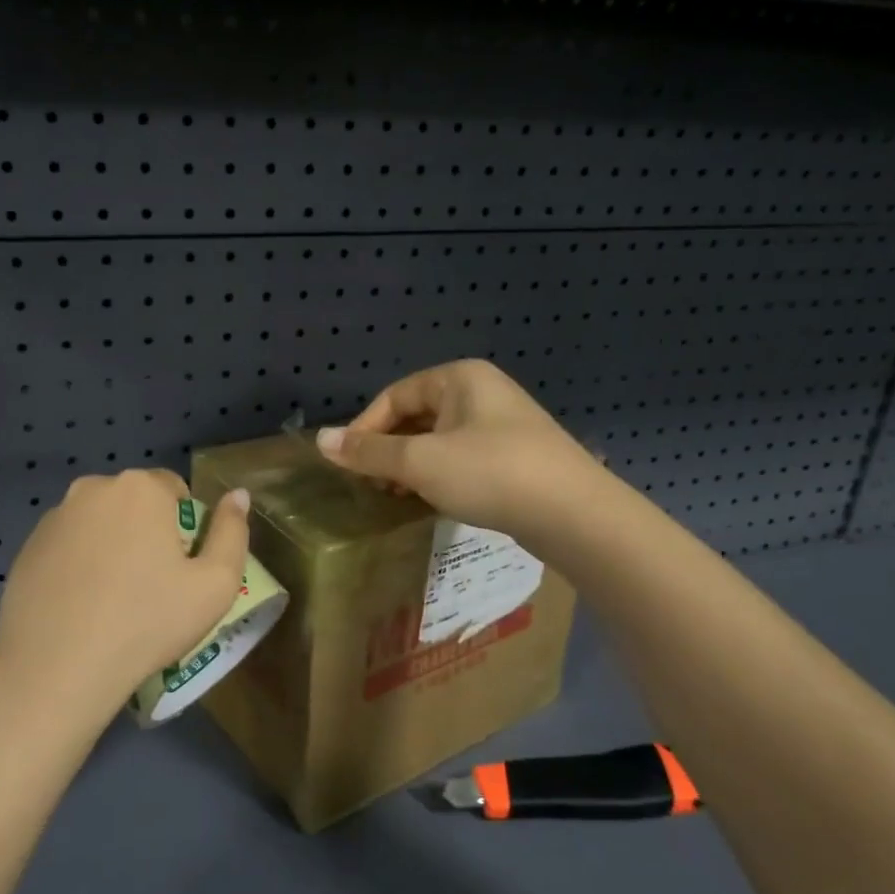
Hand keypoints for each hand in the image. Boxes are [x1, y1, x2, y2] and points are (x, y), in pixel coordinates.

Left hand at [0, 469, 250, 728]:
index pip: (175, 489)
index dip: (185, 528)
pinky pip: (68, 545)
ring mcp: (54, 516)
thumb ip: (233, 532)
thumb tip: (238, 495)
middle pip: (135, 503)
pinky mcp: (26, 546)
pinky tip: (80, 605)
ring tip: (112, 599)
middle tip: (151, 586)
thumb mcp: (215, 584)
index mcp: (140, 488)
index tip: (180, 569)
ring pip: (99, 523)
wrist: (58, 668)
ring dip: (111, 545)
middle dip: (147, 532)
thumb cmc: (148, 622)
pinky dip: (79, 563)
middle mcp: (93, 488)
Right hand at [316, 360, 610, 544]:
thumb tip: (320, 440)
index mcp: (459, 378)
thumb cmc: (490, 474)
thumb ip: (368, 452)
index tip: (347, 464)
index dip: (365, 428)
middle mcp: (481, 392)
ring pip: (437, 440)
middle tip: (370, 484)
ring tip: (395, 496)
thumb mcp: (420, 462)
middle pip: (415, 416)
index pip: (394, 395)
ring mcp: (501, 425)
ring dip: (410, 466)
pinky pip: (460, 458)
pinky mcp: (513, 457)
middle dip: (387, 449)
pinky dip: (437, 475)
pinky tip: (429, 501)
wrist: (574, 514)